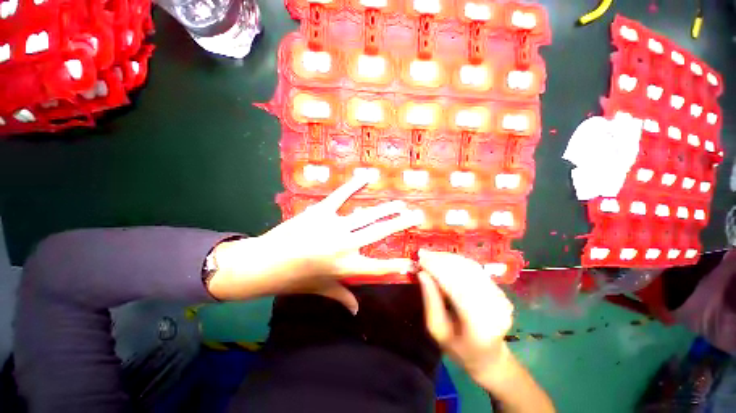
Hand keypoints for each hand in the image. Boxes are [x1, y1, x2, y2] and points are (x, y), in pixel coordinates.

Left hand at [207, 175, 422, 312]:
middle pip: (380, 233)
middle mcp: (346, 245)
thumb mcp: (320, 289)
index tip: (413, 261)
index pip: (380, 268)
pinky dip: (354, 185)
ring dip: (386, 209)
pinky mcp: (321, 211)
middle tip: (417, 215)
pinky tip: (367, 177)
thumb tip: (355, 310)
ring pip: (368, 215)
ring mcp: (335, 226)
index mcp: (347, 267)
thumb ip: (341, 297)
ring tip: (400, 204)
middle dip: (401, 223)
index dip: (398, 265)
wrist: (264, 263)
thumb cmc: (294, 279)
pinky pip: (341, 196)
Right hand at [417, 249, 513, 383]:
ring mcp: (500, 298)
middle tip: (423, 254)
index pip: (456, 288)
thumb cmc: (459, 348)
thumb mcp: (437, 329)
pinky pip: (476, 269)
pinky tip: (444, 259)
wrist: (489, 357)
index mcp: (479, 325)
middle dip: (441, 261)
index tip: (420, 258)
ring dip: (449, 258)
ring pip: (471, 268)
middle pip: (465, 274)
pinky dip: (458, 261)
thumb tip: (422, 273)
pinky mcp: (500, 291)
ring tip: (431, 255)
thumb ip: (430, 301)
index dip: (438, 270)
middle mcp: (494, 308)